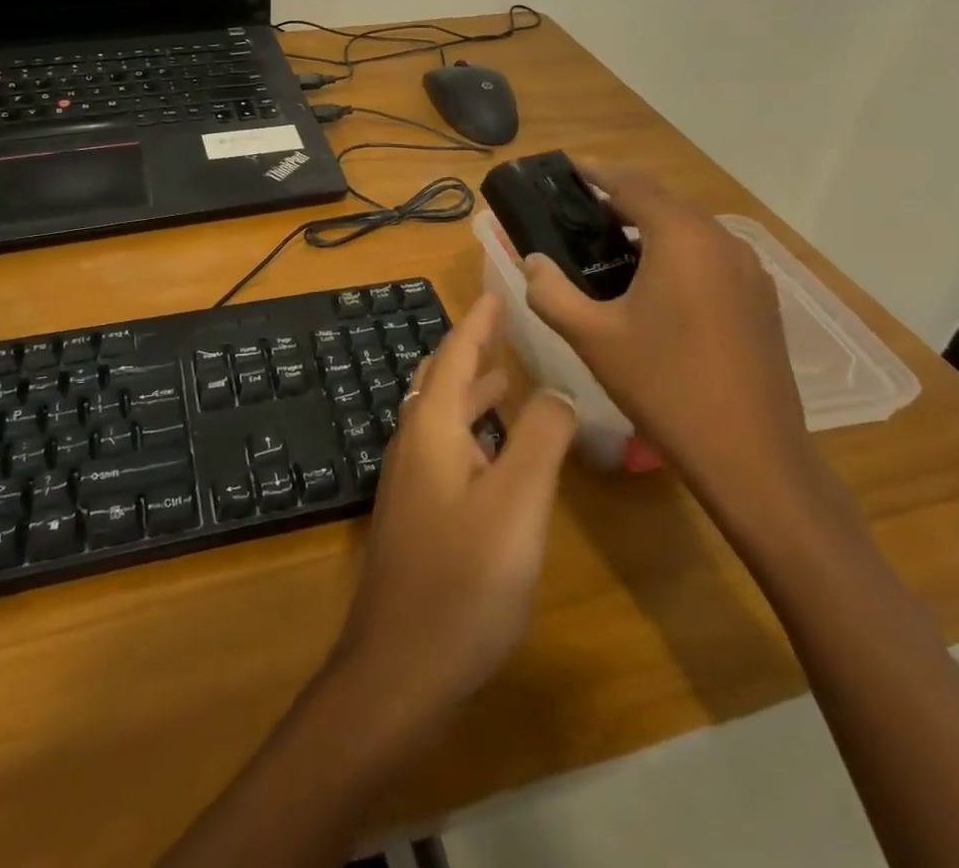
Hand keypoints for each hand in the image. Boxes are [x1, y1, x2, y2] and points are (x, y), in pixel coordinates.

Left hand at [330, 292, 577, 727]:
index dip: (478, 322)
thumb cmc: (463, 580)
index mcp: (431, 428)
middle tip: (507, 329)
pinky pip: (447, 449)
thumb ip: (540, 440)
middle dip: (474, 351)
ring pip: (444, 416)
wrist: (400, 667)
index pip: (456, 356)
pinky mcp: (418, 514)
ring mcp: (411, 481)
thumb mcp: (516, 504)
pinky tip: (498, 451)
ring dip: (474, 392)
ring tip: (511, 377)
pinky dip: (474, 430)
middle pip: (443, 381)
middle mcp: (414, 443)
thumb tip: (558, 389)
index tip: (497, 290)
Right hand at [520, 163, 810, 514]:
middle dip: (622, 196)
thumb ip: (550, 292)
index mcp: (681, 239)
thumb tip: (531, 261)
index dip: (597, 172)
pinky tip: (654, 281)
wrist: (752, 455)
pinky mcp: (761, 299)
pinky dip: (677, 250)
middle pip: (665, 200)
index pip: (632, 185)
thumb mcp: (592, 338)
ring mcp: (749, 270)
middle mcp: (721, 241)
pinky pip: (711, 254)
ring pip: (691, 227)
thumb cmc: (664, 386)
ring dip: (651, 224)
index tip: (567, 168)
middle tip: (579, 207)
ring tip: (610, 241)